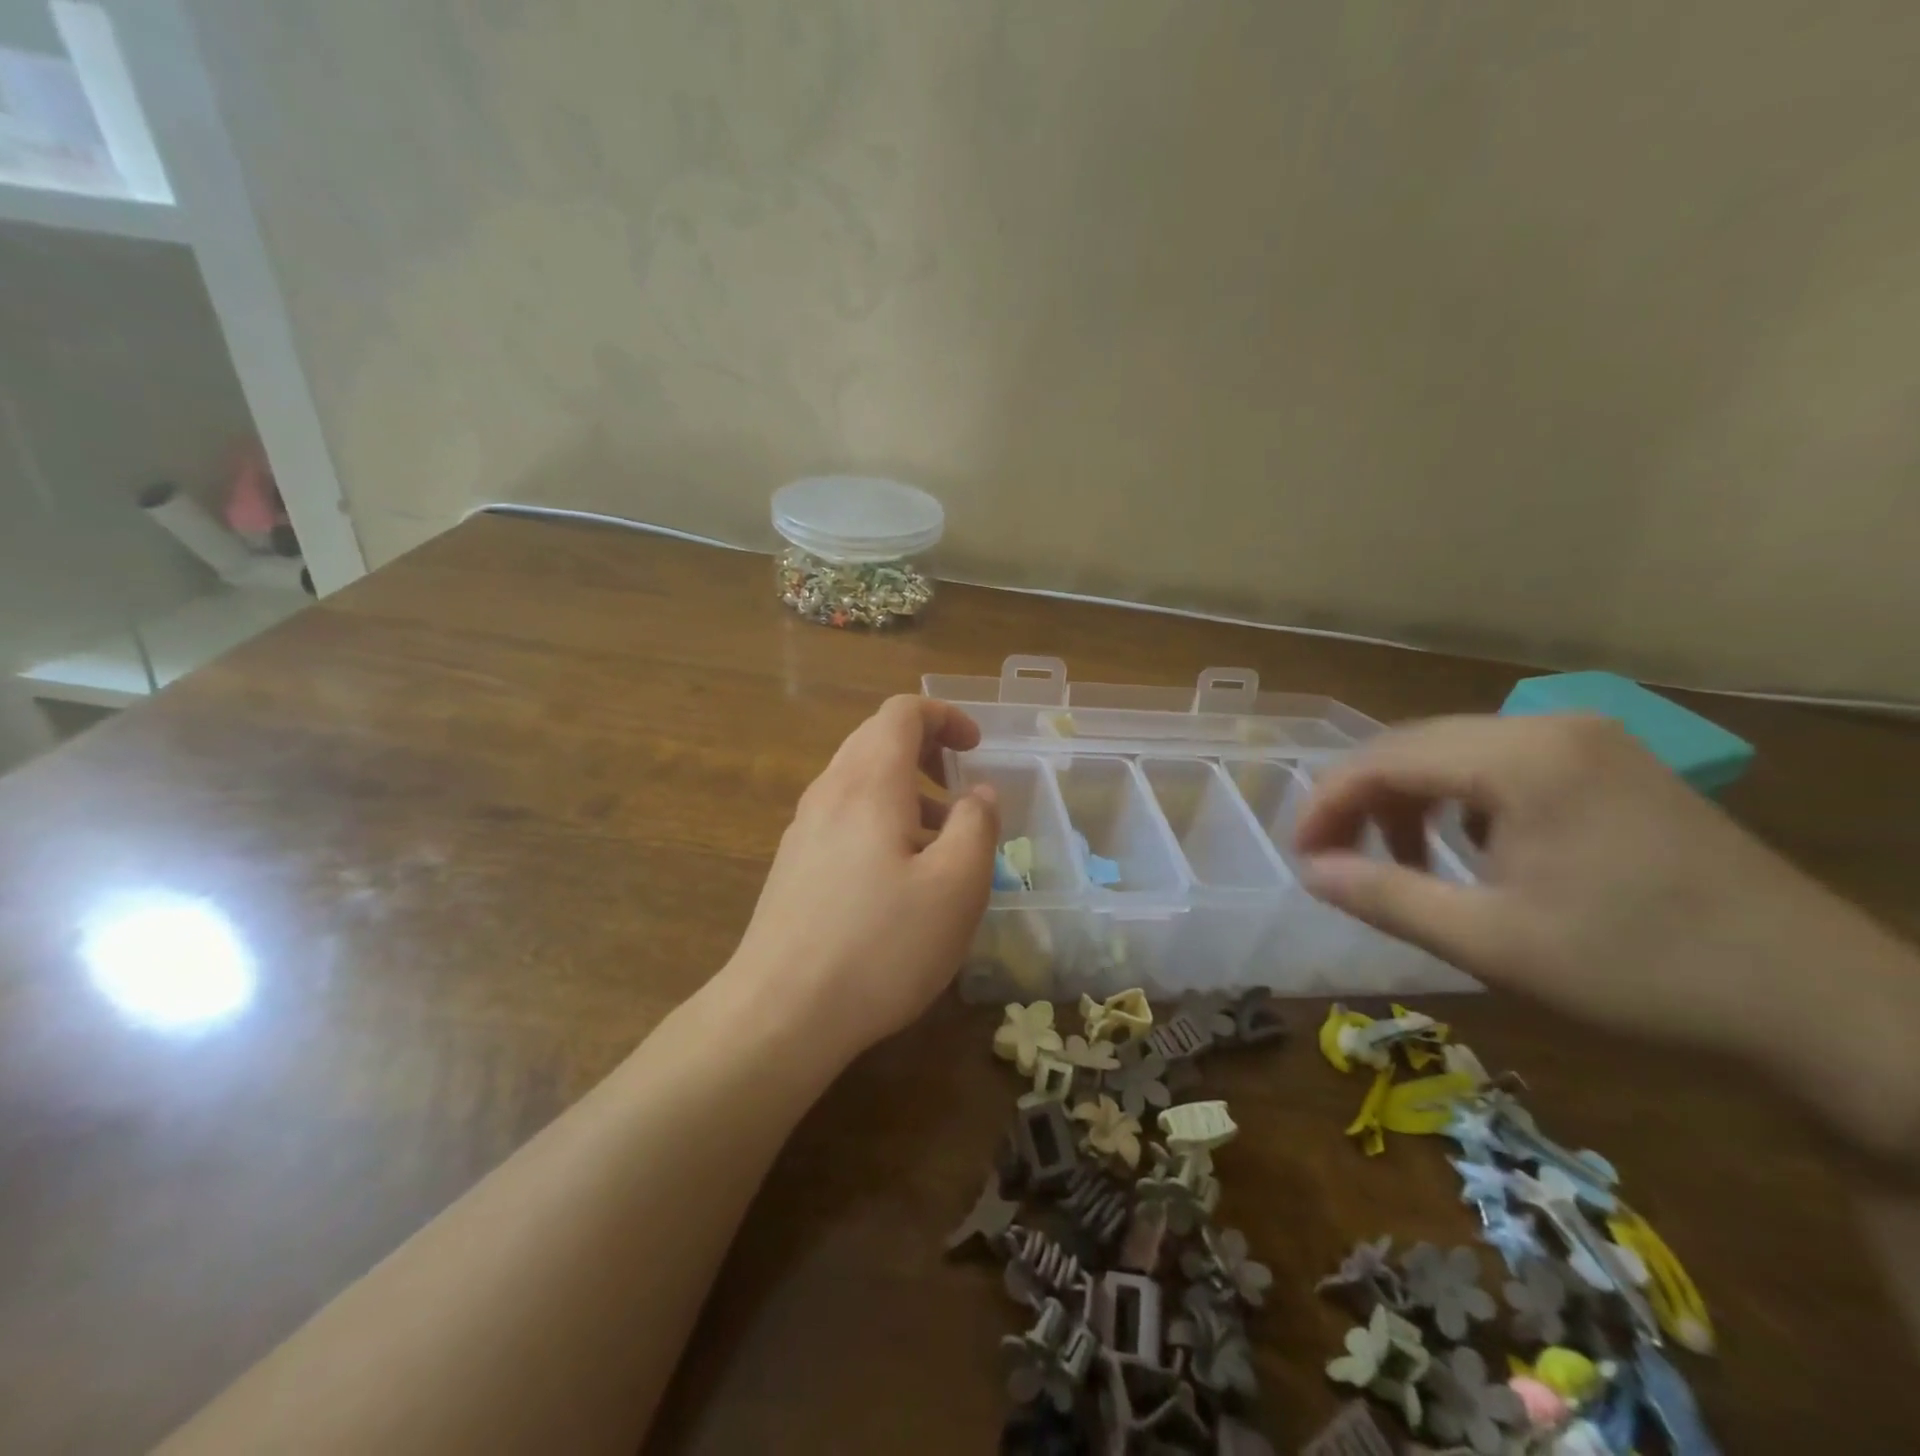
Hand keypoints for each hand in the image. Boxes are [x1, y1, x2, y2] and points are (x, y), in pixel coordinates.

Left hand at [723, 696, 999, 1062]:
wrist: (781, 1012)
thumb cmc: (881, 945)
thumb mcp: (956, 886)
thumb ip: (977, 826)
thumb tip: (979, 794)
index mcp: (869, 782)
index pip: (901, 712)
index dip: (945, 716)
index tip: (977, 749)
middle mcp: (829, 792)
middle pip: (876, 739)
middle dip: (926, 750)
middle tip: (961, 787)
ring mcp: (804, 829)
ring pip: (859, 780)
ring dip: (906, 791)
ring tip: (940, 841)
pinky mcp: (793, 864)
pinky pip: (843, 816)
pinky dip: (880, 820)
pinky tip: (899, 878)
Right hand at [1293, 713, 1919, 1157]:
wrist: (1823, 1005)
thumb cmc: (1640, 972)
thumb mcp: (1490, 942)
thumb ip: (1384, 897)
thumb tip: (1308, 871)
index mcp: (1521, 758)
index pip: (1384, 758)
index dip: (1327, 805)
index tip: (1301, 857)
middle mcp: (1550, 727)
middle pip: (1415, 746)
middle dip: (1361, 801)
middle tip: (1335, 861)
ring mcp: (1588, 740)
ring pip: (1455, 753)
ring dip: (1409, 801)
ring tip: (1401, 862)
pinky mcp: (1611, 764)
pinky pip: (1502, 765)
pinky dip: (1460, 801)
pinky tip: (1472, 849)